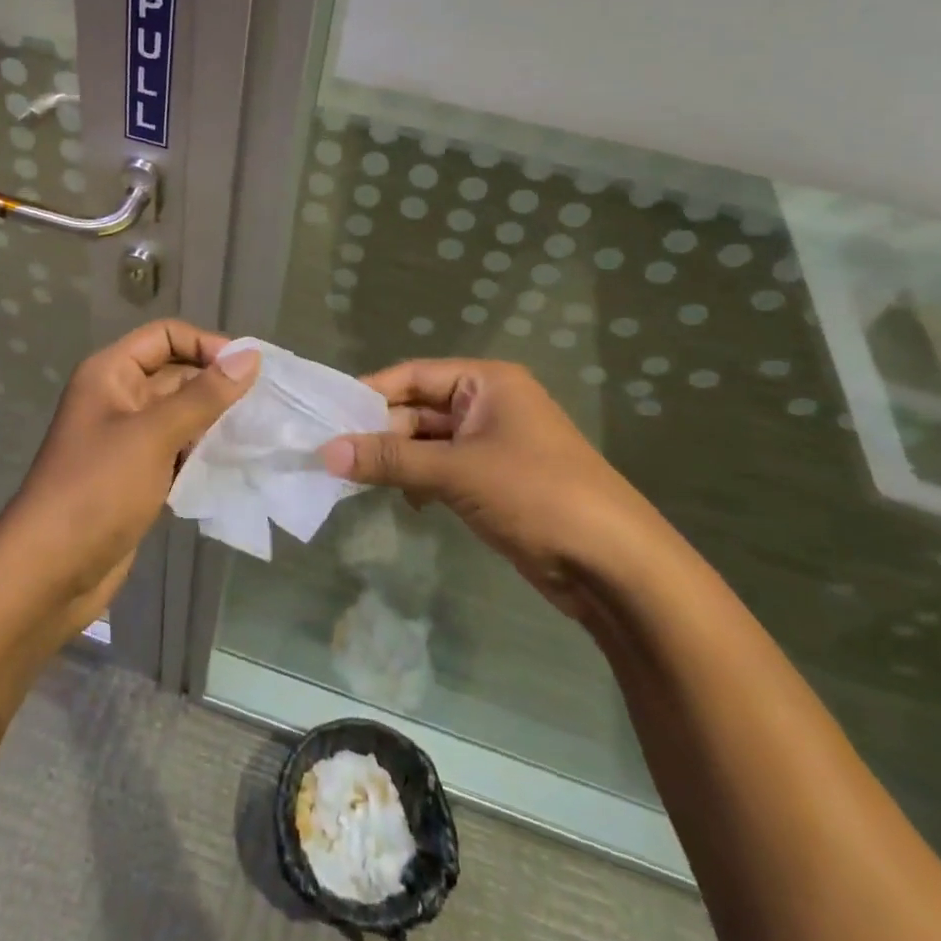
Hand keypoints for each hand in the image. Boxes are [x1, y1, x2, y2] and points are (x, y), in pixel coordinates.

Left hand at [0, 320, 258, 634]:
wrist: (49, 573)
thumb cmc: (97, 490)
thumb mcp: (153, 435)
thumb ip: (204, 395)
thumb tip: (250, 355)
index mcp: (110, 374)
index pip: (165, 337)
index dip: (205, 345)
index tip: (246, 371)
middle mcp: (117, 398)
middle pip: (175, 374)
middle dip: (216, 385)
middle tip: (264, 405)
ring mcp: (126, 440)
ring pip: (179, 415)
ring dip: (214, 420)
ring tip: (257, 432)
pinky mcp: (136, 476)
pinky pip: (176, 449)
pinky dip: (202, 452)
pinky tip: (234, 462)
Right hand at [319, 359, 665, 620]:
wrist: (614, 564)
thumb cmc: (536, 494)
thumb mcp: (456, 471)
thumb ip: (389, 460)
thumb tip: (326, 453)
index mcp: (486, 383)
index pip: (412, 375)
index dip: (369, 394)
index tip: (326, 416)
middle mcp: (488, 405)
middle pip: (418, 409)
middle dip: (379, 433)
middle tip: (332, 455)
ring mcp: (492, 445)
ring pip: (427, 443)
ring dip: (396, 460)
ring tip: (353, 479)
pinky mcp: (494, 482)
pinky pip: (442, 470)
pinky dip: (418, 481)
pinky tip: (401, 500)